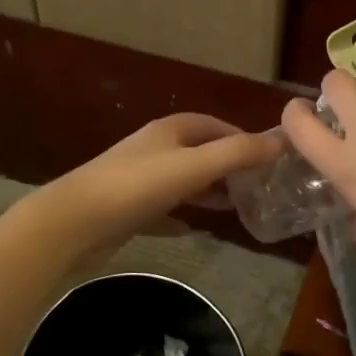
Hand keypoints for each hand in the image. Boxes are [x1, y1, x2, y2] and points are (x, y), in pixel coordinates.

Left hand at [29, 113, 283, 265]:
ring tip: (233, 207)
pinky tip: (190, 230)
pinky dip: (178, 216)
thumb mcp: (195, 166)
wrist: (73, 223)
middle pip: (198, 152)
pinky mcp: (125, 209)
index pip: (214, 125)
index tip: (268, 159)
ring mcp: (136, 179)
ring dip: (206, 191)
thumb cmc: (137, 187)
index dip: (242, 137)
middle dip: (227, 166)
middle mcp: (153, 149)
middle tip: (256, 187)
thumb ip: (238, 153)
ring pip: (181, 180)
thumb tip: (282, 141)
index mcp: (170, 131)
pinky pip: (160, 209)